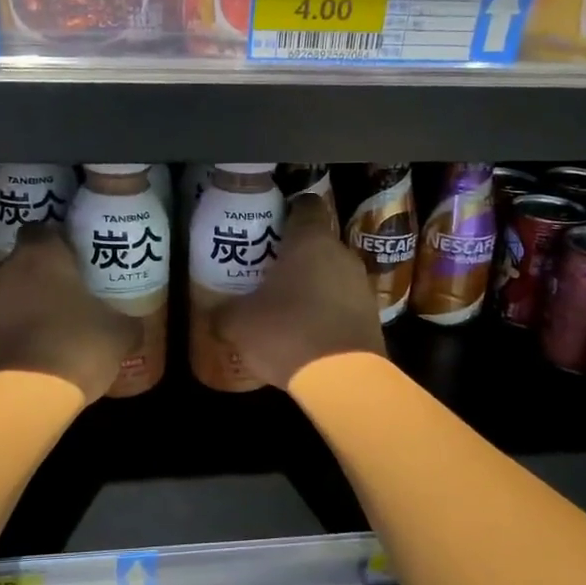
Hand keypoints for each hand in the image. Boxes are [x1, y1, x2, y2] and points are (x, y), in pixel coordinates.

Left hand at [0, 226, 139, 401]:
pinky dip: (13, 334)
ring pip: (7, 294)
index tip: (78, 261)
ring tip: (53, 328)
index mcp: (41, 255)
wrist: (23, 398)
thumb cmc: (76, 346)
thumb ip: (126, 320)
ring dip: (25, 305)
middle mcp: (4, 270)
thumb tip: (133, 324)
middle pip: (23, 262)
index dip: (60, 243)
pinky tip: (36, 354)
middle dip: (42, 276)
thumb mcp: (120, 334)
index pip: (43, 230)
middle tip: (70, 295)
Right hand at [215, 194, 385, 389]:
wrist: (343, 380)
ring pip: (331, 273)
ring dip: (311, 284)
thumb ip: (223, 313)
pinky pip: (342, 302)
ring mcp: (361, 285)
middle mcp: (341, 254)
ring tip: (283, 304)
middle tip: (265, 270)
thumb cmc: (287, 333)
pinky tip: (305, 331)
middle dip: (293, 254)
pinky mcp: (372, 316)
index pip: (305, 205)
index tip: (267, 225)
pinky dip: (325, 310)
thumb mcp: (239, 324)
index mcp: (311, 240)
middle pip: (316, 242)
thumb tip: (213, 314)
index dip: (286, 211)